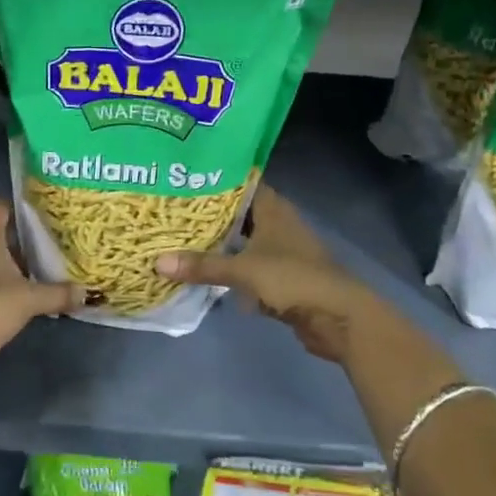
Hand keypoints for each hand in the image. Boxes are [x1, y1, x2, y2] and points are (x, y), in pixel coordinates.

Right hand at [155, 186, 376, 364]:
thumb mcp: (244, 270)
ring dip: (219, 242)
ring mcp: (281, 251)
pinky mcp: (281, 277)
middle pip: (239, 213)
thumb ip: (203, 266)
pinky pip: (248, 266)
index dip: (214, 181)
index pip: (241, 183)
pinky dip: (230, 267)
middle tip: (173, 210)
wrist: (338, 317)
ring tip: (181, 238)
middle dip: (210, 214)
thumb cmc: (293, 278)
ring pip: (243, 240)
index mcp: (273, 208)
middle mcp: (277, 223)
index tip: (184, 179)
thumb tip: (157, 262)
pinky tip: (205, 270)